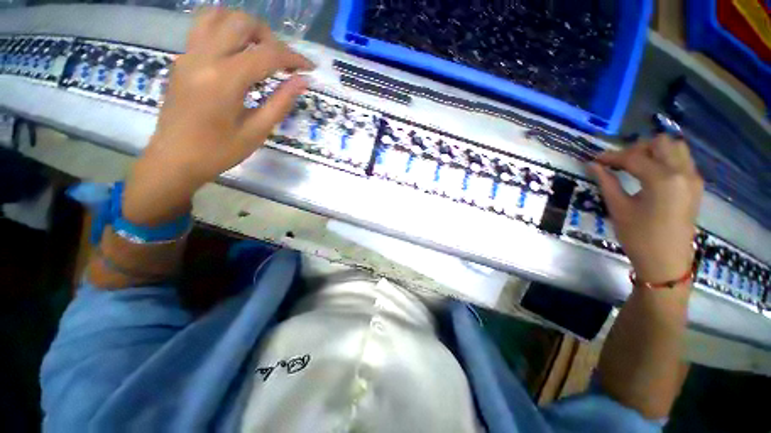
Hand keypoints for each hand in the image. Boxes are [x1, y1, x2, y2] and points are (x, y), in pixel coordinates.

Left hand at [123, 8, 313, 225]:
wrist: (174, 159)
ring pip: (218, 16)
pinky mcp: (182, 59)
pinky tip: (238, 53)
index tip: (309, 67)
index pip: (266, 54)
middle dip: (270, 37)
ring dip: (245, 28)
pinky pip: (204, 28)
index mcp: (224, 79)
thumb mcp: (256, 131)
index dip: (293, 58)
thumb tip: (302, 82)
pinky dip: (226, 31)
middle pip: (241, 22)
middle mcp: (204, 57)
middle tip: (283, 61)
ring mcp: (189, 55)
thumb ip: (281, 103)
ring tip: (260, 51)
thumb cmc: (218, 151)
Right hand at [588, 135, 703, 284]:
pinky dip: (665, 159)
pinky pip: (682, 160)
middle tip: (619, 162)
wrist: (666, 262)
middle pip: (661, 143)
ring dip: (654, 151)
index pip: (634, 156)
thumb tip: (592, 165)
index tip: (595, 159)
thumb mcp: (618, 209)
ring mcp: (693, 178)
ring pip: (676, 147)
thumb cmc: (639, 237)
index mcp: (662, 179)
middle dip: (637, 148)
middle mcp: (682, 172)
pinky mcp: (695, 186)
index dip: (611, 156)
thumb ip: (606, 182)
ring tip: (636, 165)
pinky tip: (650, 174)